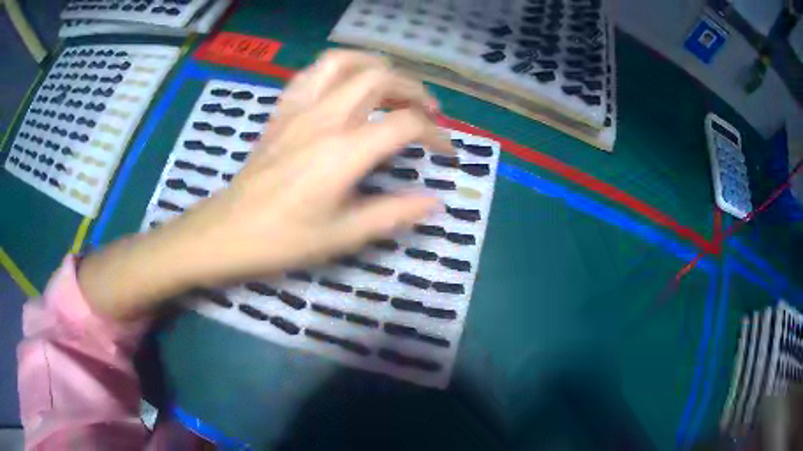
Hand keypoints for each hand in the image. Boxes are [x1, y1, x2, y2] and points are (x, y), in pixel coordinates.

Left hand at [78, 50, 451, 319]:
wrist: (227, 232)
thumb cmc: (283, 239)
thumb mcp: (343, 236)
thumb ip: (393, 214)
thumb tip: (434, 201)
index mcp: (344, 151)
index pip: (405, 124)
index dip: (436, 135)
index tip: (446, 153)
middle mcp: (325, 118)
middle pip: (380, 78)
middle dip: (414, 89)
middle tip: (428, 111)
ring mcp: (299, 109)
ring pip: (344, 62)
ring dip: (375, 66)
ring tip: (392, 83)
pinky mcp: (281, 111)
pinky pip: (311, 74)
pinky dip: (336, 70)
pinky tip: (345, 85)